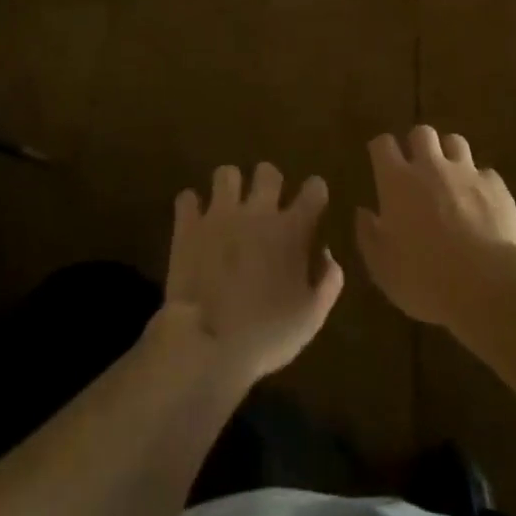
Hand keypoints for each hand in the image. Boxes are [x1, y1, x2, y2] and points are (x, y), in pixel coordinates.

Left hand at [162, 163, 344, 388]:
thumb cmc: (266, 335)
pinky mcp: (188, 226)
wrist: (207, 344)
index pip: (314, 188)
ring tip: (228, 208)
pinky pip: (187, 197)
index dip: (314, 192)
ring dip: (229, 188)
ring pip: (226, 173)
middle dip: (269, 183)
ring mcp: (220, 214)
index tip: (312, 205)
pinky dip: (191, 207)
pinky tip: (195, 221)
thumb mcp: (311, 317)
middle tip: (265, 206)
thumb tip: (325, 253)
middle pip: (267, 171)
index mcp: (292, 230)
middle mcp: (258, 211)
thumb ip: (328, 281)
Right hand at [355, 125, 515, 326]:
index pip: (383, 144)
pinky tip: (481, 203)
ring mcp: (466, 173)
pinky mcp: (496, 186)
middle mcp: (430, 167)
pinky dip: (480, 183)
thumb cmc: (425, 278)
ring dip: (449, 155)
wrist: (488, 284)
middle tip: (417, 168)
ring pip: (455, 142)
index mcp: (397, 181)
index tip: (380, 162)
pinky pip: (485, 173)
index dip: (381, 150)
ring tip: (450, 177)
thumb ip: (368, 235)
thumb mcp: (382, 267)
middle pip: (421, 132)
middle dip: (417, 144)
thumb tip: (363, 212)